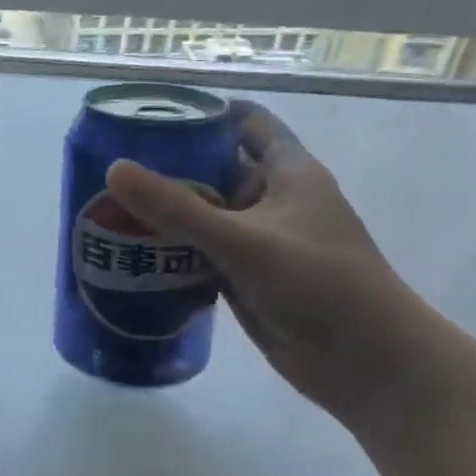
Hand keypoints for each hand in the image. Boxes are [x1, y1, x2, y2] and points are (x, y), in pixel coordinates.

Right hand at [104, 101, 434, 420]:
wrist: (367, 364)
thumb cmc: (319, 284)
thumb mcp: (244, 240)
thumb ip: (177, 207)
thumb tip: (113, 168)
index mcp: (288, 172)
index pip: (247, 124)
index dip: (206, 112)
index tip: (153, 111)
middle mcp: (273, 200)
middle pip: (216, 169)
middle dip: (170, 165)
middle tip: (112, 162)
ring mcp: (260, 241)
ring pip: (205, 215)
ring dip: (166, 212)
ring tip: (107, 203)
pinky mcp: (247, 278)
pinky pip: (202, 254)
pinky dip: (172, 251)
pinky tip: (130, 251)